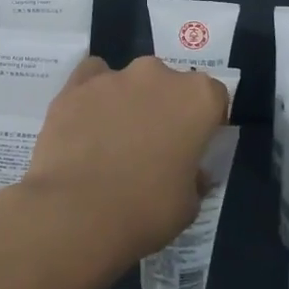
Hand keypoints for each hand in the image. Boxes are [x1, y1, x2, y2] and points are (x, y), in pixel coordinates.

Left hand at [19, 56, 227, 264]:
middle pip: (169, 84)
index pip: (213, 98)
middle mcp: (158, 75)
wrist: (76, 213)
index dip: (204, 122)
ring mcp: (113, 77)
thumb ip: (194, 178)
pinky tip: (85, 122)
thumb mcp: (189, 204)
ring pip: (128, 81)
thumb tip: (191, 173)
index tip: (194, 146)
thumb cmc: (146, 210)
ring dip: (127, 102)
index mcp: (198, 98)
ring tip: (112, 140)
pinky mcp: (74, 86)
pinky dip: (91, 95)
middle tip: (152, 145)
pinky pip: (90, 79)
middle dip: (164, 108)